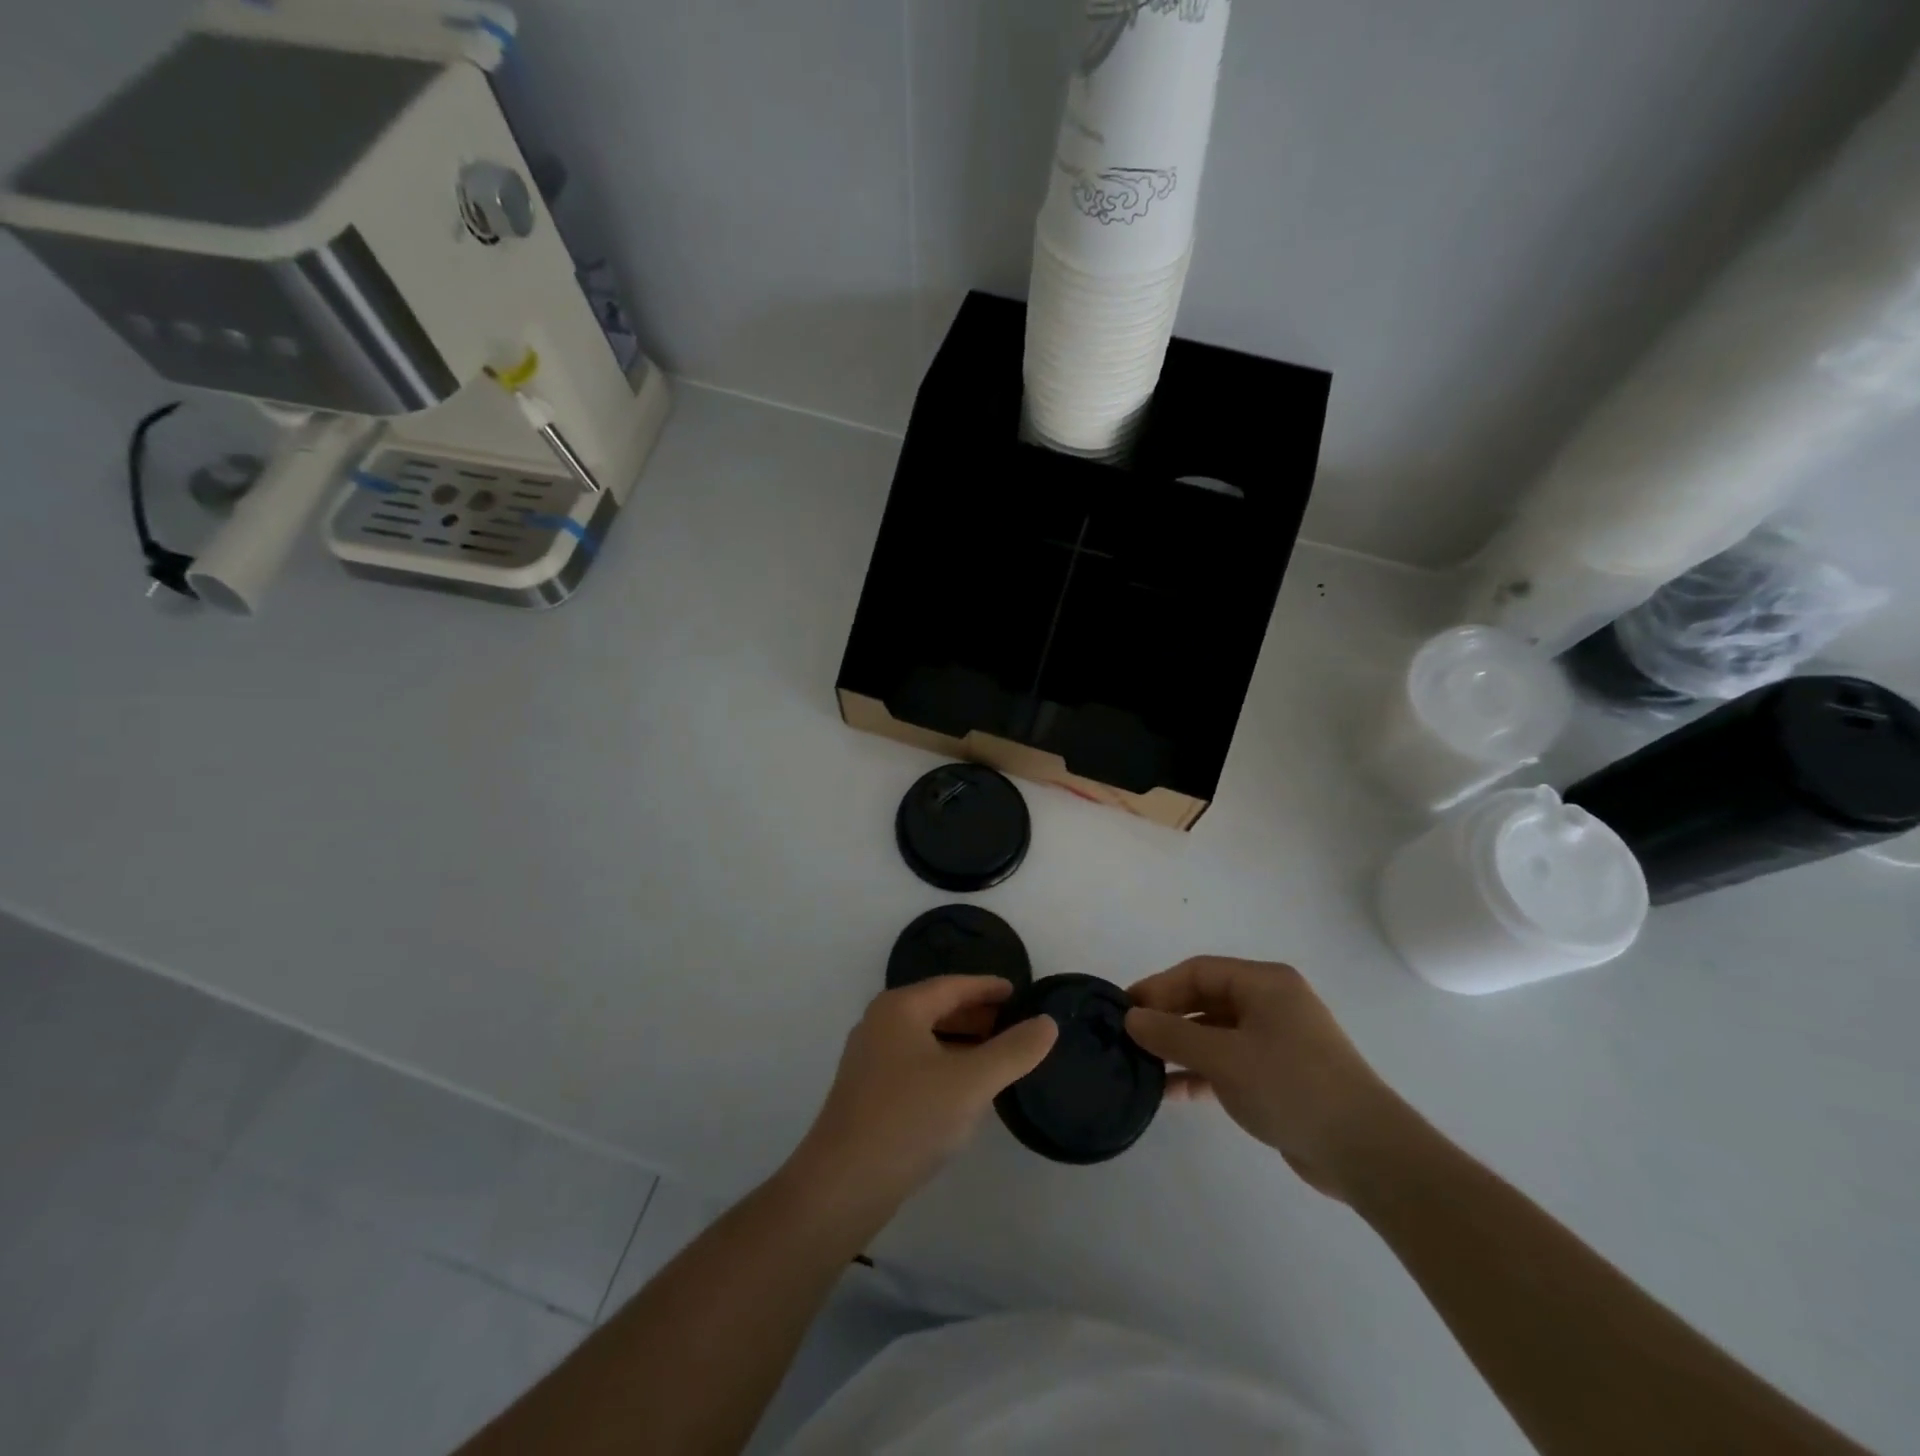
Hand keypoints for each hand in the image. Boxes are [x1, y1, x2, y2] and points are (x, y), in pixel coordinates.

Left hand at [789, 977, 1057, 1218]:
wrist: (843, 1185)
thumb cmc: (909, 1119)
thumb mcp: (971, 1082)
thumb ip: (1013, 1050)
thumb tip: (1048, 1022)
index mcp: (900, 1008)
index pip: (953, 986)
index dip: (988, 988)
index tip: (1020, 993)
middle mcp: (880, 1023)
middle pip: (937, 1008)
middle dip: (977, 1015)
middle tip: (1016, 1025)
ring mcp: (870, 1058)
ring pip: (926, 1038)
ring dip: (962, 1042)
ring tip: (998, 1056)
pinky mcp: (867, 1092)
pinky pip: (915, 1063)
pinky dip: (944, 1064)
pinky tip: (965, 1090)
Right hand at [1125, 957, 1411, 1201]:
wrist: (1365, 1152)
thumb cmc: (1291, 1086)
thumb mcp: (1223, 1057)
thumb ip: (1173, 1034)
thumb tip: (1131, 1018)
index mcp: (1264, 983)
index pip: (1198, 972)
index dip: (1158, 987)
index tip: (1124, 1010)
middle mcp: (1271, 1004)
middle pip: (1205, 1000)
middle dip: (1167, 1019)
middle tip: (1128, 1039)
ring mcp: (1277, 1042)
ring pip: (1215, 1035)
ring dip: (1180, 1049)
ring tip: (1142, 1067)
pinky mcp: (1279, 1077)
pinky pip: (1229, 1064)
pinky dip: (1201, 1074)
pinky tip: (1171, 1093)